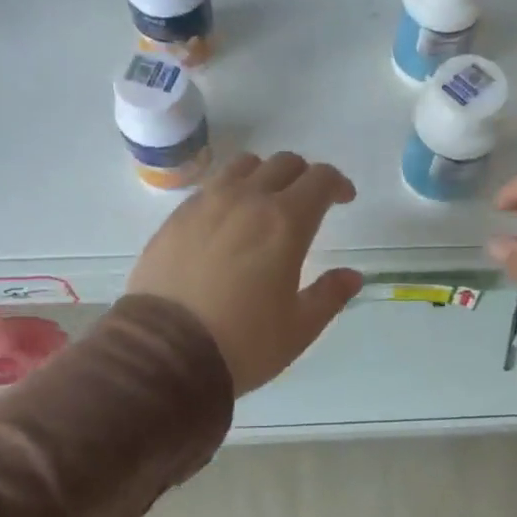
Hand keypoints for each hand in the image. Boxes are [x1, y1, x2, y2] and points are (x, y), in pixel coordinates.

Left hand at [127, 152, 364, 395]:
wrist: (164, 352)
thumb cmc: (243, 342)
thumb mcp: (299, 328)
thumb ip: (330, 295)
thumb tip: (352, 276)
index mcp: (285, 222)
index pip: (320, 179)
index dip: (337, 184)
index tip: (344, 199)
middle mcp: (247, 200)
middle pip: (283, 164)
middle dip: (304, 176)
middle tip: (309, 202)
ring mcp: (205, 204)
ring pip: (243, 166)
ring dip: (264, 175)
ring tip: (266, 202)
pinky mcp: (175, 218)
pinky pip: (210, 187)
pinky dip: (229, 192)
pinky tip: (227, 221)